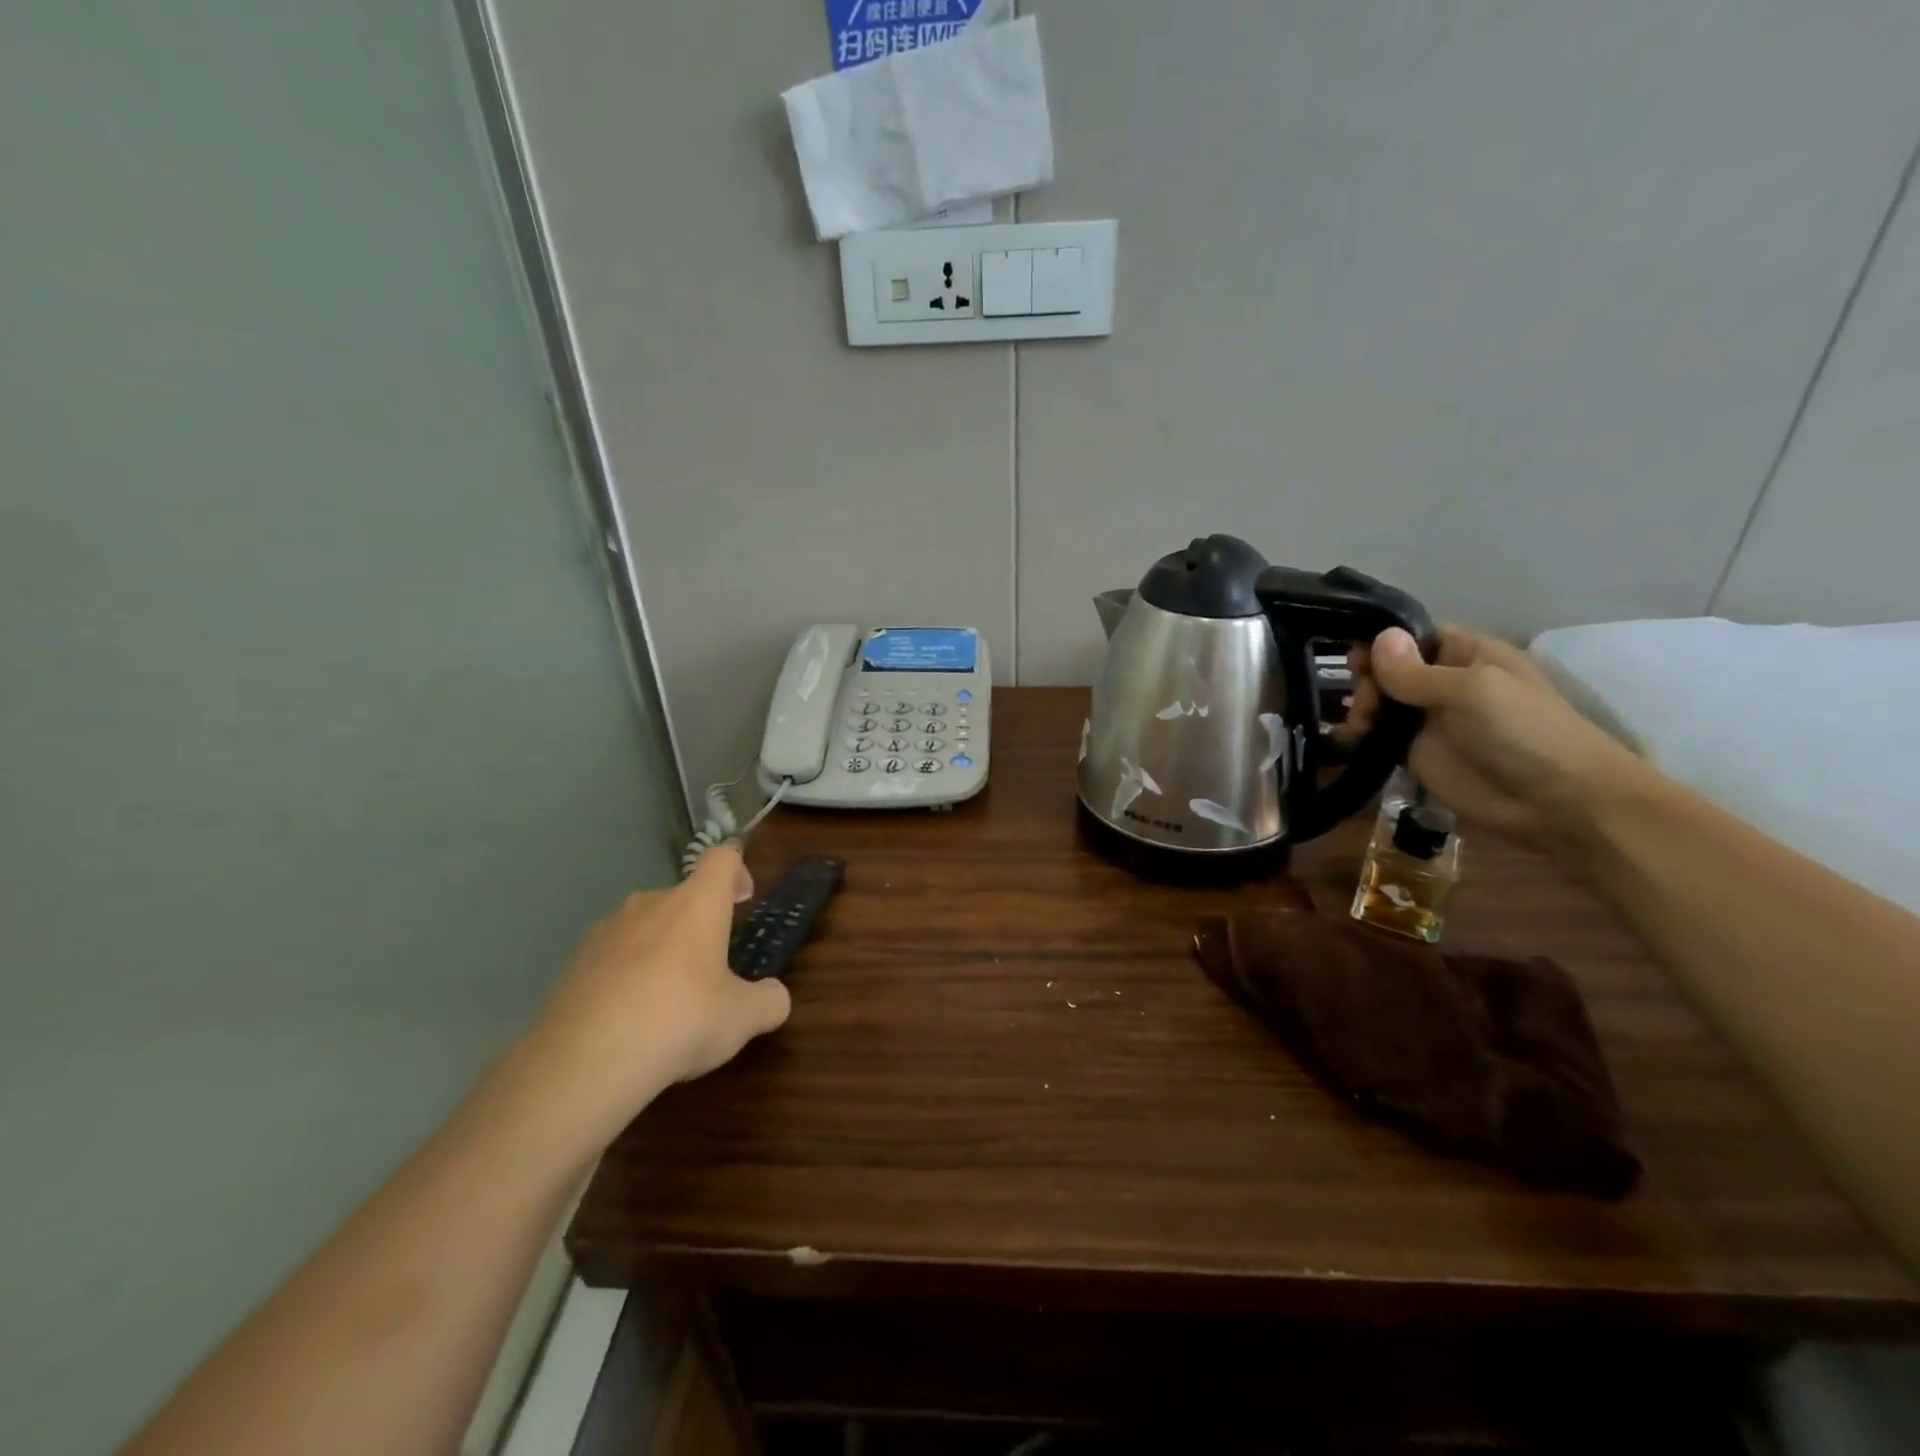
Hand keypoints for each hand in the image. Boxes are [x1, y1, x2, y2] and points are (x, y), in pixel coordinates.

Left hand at [519, 846, 790, 1143]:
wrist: (584, 1061)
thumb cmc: (680, 1020)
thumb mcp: (743, 1018)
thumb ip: (768, 1001)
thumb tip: (774, 997)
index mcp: (697, 904)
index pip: (722, 858)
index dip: (737, 871)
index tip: (743, 901)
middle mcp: (651, 903)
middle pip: (682, 896)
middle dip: (699, 924)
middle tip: (711, 969)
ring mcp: (606, 930)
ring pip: (645, 927)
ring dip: (661, 950)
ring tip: (666, 1001)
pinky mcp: (574, 962)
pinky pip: (612, 957)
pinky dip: (626, 976)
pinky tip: (629, 1019)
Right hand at [1345, 625, 1644, 845]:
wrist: (1555, 802)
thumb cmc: (1523, 732)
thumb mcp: (1471, 691)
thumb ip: (1417, 671)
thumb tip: (1378, 638)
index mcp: (1465, 654)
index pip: (1412, 634)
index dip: (1380, 640)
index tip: (1353, 656)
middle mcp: (1442, 681)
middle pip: (1387, 667)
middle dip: (1367, 679)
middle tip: (1366, 703)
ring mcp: (1427, 719)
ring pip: (1379, 701)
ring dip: (1361, 707)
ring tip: (1360, 727)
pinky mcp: (1414, 753)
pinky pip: (1377, 736)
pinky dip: (1358, 735)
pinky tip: (1349, 740)